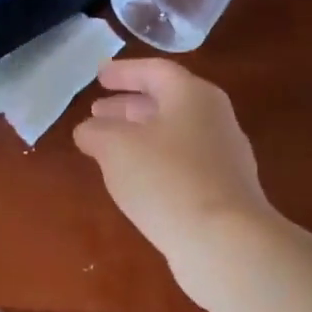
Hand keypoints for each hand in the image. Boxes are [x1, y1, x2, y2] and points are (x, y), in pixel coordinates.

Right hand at [74, 58, 274, 299]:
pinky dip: (154, 162)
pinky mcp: (222, 190)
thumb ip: (96, 132)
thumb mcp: (116, 148)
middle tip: (97, 112)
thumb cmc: (166, 180)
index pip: (155, 71)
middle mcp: (214, 119)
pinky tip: (135, 181)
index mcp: (193, 96)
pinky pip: (182, 164)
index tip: (99, 76)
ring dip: (139, 136)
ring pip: (173, 134)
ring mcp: (223, 156)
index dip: (123, 72)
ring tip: (108, 147)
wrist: (223, 240)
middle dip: (128, 106)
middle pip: (167, 102)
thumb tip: (88, 130)